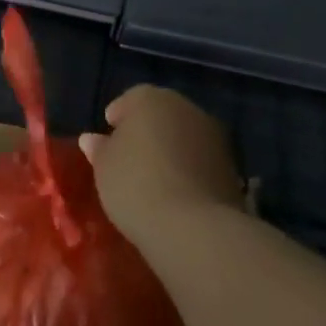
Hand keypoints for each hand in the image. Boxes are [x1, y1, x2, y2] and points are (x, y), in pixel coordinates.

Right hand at [79, 86, 241, 249]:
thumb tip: (92, 140)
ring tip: (154, 181)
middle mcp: (186, 108)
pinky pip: (201, 162)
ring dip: (171, 152)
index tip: (107, 143)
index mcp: (151, 98)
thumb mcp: (104, 167)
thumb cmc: (136, 184)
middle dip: (147, 134)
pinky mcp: (233, 167)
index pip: (129, 100)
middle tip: (129, 161)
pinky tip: (177, 194)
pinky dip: (189, 171)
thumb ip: (100, 149)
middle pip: (161, 116)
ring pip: (184, 138)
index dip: (117, 120)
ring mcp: (214, 136)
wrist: (193, 226)